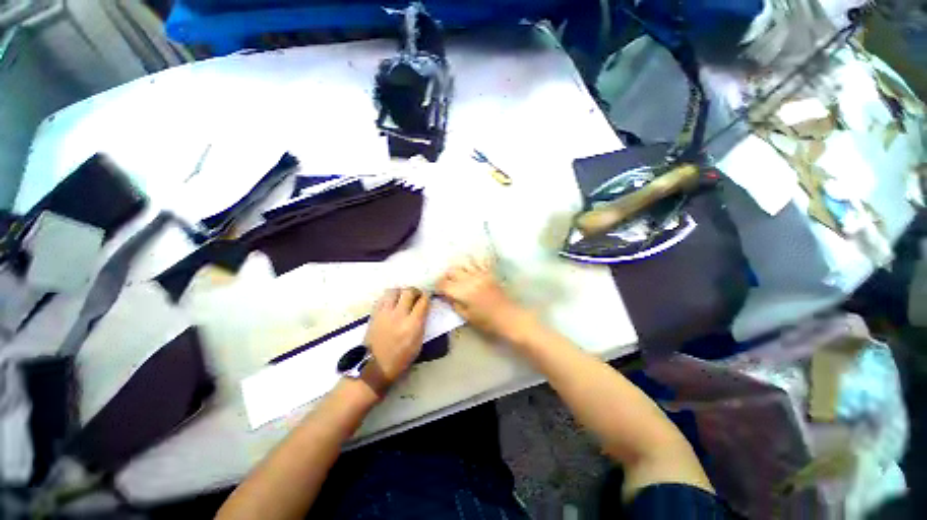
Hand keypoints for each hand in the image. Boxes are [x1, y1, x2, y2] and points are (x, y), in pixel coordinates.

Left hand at [365, 287, 429, 384]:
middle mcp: (399, 314)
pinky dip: (389, 297)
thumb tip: (423, 311)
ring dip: (401, 292)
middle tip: (417, 296)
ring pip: (394, 291)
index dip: (427, 297)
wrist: (375, 367)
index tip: (428, 297)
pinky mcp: (374, 314)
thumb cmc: (400, 359)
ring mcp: (384, 313)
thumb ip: (421, 324)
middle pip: (409, 292)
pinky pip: (383, 298)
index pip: (423, 301)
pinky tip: (392, 303)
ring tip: (403, 298)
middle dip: (415, 291)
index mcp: (412, 324)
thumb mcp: (418, 343)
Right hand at [436, 258, 527, 340]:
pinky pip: (478, 261)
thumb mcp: (466, 316)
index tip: (437, 290)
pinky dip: (471, 262)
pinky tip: (468, 266)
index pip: (443, 284)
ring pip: (463, 264)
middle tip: (445, 283)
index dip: (438, 286)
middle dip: (446, 276)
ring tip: (456, 275)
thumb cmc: (486, 321)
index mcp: (462, 292)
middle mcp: (470, 279)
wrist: (508, 316)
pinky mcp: (489, 272)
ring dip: (457, 268)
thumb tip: (444, 295)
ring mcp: (480, 273)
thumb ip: (453, 303)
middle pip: (451, 271)